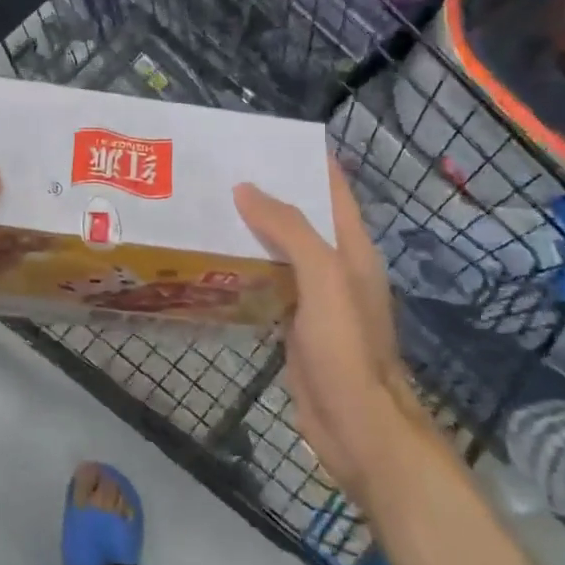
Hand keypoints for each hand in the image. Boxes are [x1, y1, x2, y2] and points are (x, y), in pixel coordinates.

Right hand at [234, 154, 418, 500]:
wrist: (356, 426)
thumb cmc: (346, 347)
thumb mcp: (324, 278)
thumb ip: (289, 230)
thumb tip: (245, 188)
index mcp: (352, 248)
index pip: (331, 188)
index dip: (304, 160)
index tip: (262, 139)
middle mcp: (336, 265)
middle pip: (301, 216)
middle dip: (267, 191)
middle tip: (218, 170)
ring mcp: (315, 297)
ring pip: (280, 250)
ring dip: (251, 228)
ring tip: (208, 206)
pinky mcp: (294, 323)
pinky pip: (268, 282)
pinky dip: (246, 266)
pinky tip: (214, 260)